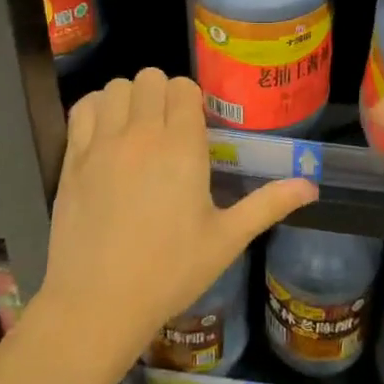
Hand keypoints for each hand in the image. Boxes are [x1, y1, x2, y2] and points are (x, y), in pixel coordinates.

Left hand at [41, 68, 318, 367]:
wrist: (97, 305)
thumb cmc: (169, 272)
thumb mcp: (226, 240)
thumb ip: (269, 204)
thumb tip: (312, 186)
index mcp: (181, 148)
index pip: (184, 88)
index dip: (191, 100)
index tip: (194, 126)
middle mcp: (141, 134)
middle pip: (150, 78)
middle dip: (162, 94)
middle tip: (167, 127)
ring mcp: (102, 144)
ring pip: (116, 87)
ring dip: (129, 99)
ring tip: (135, 129)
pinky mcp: (72, 159)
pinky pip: (83, 108)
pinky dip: (95, 109)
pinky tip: (105, 134)